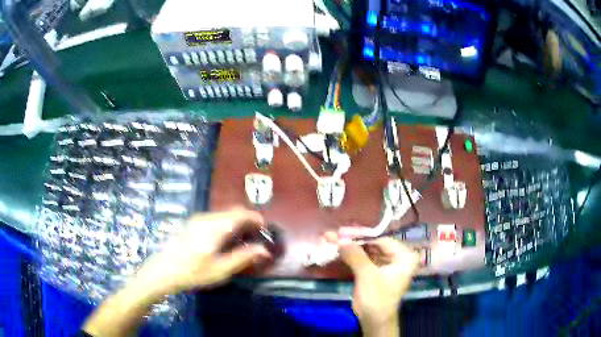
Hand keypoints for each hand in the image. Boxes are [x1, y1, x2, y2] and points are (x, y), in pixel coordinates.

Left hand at [136, 209, 270, 294]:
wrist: (163, 271)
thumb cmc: (193, 272)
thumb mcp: (220, 269)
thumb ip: (243, 257)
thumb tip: (264, 250)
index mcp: (215, 227)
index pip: (240, 214)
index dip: (254, 218)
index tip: (264, 226)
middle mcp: (206, 218)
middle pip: (231, 211)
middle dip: (246, 219)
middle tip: (256, 233)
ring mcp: (196, 220)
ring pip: (222, 214)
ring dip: (235, 221)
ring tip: (242, 237)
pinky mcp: (190, 224)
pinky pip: (213, 218)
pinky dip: (224, 223)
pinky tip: (224, 238)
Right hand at [327, 233, 418, 332]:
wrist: (374, 321)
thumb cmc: (377, 298)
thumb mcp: (367, 275)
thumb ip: (355, 255)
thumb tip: (340, 238)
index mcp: (404, 256)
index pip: (381, 240)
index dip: (361, 236)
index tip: (343, 232)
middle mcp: (398, 257)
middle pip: (373, 244)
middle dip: (353, 241)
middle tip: (334, 235)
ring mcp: (386, 265)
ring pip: (366, 251)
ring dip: (349, 247)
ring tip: (330, 239)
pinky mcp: (375, 272)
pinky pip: (363, 260)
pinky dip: (351, 256)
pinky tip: (337, 250)